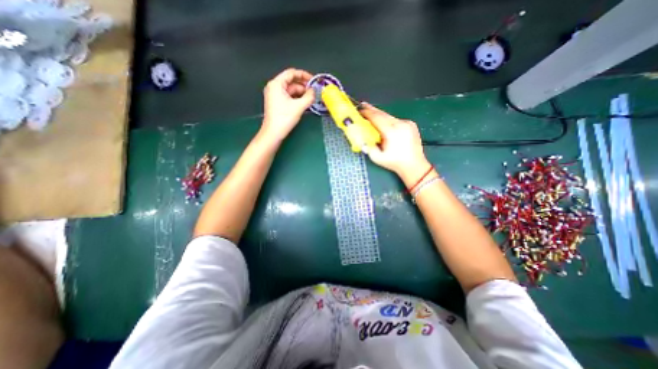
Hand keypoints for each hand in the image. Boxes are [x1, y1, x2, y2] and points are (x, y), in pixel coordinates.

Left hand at [262, 67, 313, 141]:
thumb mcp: (299, 106)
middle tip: (314, 92)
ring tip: (311, 99)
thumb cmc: (284, 118)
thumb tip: (314, 91)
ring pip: (291, 90)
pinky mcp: (277, 103)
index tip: (314, 81)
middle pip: (291, 82)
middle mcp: (274, 87)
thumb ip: (309, 97)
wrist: (273, 133)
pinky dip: (297, 98)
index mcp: (276, 84)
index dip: (304, 75)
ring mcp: (275, 95)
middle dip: (303, 86)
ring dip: (301, 93)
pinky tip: (304, 103)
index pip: (291, 73)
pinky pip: (289, 97)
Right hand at [360, 102, 432, 183]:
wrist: (414, 165)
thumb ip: (368, 146)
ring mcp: (407, 123)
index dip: (367, 113)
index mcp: (391, 132)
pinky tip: (384, 123)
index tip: (359, 110)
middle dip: (372, 110)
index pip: (377, 118)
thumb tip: (362, 137)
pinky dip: (388, 120)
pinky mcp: (411, 124)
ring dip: (380, 115)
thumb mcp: (377, 158)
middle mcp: (400, 124)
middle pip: (383, 114)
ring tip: (371, 113)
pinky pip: (396, 120)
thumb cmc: (395, 163)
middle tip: (363, 105)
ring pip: (389, 116)